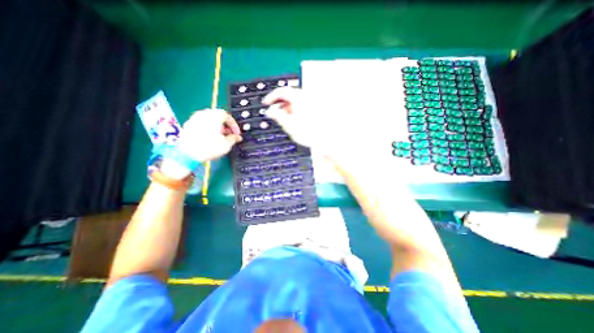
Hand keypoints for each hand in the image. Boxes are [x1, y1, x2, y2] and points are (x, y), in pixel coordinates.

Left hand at [160, 108, 240, 178]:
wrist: (187, 154)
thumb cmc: (210, 147)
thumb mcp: (227, 144)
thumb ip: (234, 138)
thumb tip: (238, 137)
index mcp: (215, 116)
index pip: (228, 116)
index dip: (234, 125)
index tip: (237, 134)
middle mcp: (204, 114)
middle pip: (218, 116)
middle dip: (225, 125)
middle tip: (229, 135)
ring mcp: (194, 118)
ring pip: (209, 120)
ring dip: (217, 126)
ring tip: (220, 137)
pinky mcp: (188, 125)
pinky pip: (202, 124)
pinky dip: (208, 128)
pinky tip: (209, 138)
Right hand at [264, 89, 329, 154]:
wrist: (326, 139)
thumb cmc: (311, 133)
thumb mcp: (289, 125)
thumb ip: (277, 116)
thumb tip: (270, 111)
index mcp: (299, 98)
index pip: (281, 91)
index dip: (271, 97)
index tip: (267, 103)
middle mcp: (307, 98)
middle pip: (289, 96)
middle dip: (280, 104)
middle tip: (275, 113)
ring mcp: (313, 103)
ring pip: (296, 101)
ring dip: (288, 108)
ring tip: (286, 119)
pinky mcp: (316, 109)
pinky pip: (302, 106)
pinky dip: (296, 110)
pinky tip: (295, 120)